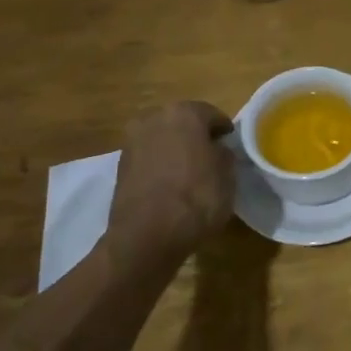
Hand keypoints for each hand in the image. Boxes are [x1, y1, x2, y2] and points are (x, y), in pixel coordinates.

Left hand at [105, 102, 236, 274]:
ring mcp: (132, 142)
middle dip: (196, 136)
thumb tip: (217, 150)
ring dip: (175, 150)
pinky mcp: (120, 167)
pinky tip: (171, 185)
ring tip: (190, 173)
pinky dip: (160, 166)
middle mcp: (154, 119)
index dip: (224, 131)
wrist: (146, 236)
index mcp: (184, 113)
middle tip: (211, 156)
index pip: (212, 115)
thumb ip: (224, 154)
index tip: (231, 145)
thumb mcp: (228, 175)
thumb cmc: (197, 198)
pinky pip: (149, 158)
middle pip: (182, 122)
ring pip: (163, 139)